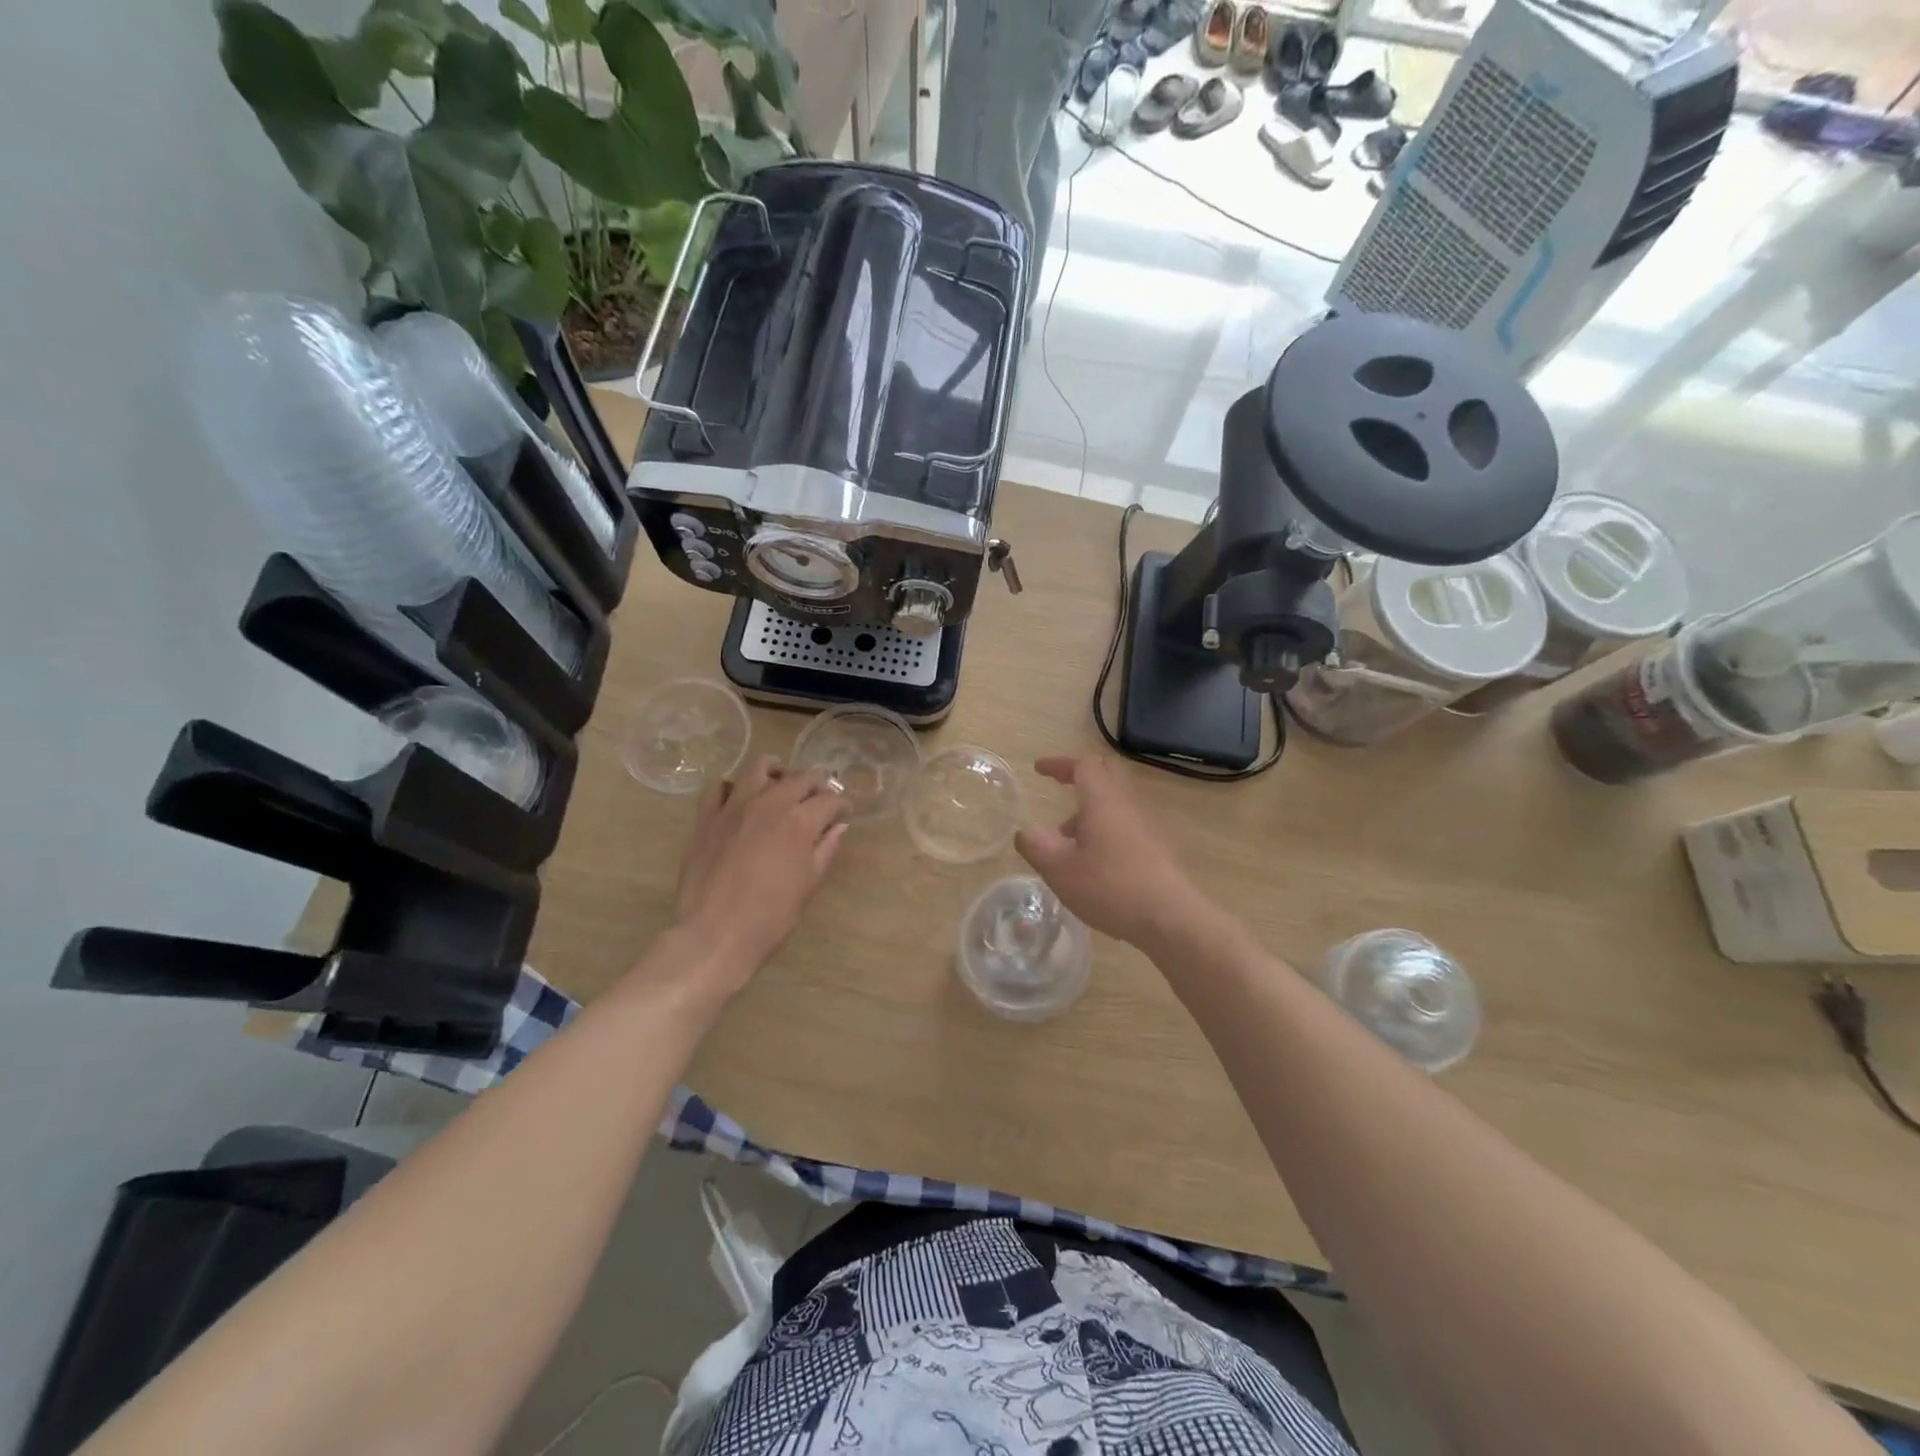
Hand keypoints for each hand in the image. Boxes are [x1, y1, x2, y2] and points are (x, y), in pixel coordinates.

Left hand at [669, 756, 849, 994]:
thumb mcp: (808, 885)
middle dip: (816, 784)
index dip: (842, 805)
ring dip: (776, 771)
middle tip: (819, 799)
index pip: (830, 800)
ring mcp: (734, 807)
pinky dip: (732, 786)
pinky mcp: (706, 817)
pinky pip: (717, 786)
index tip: (844, 813)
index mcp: (800, 822)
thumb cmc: (770, 917)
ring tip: (780, 784)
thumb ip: (825, 850)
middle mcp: (769, 804)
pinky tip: (739, 798)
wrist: (715, 935)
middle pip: (799, 777)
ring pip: (758, 767)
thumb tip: (838, 827)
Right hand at [1014, 755, 1212, 950]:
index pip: (1082, 764)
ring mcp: (1147, 823)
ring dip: (1092, 806)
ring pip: (1117, 798)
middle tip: (1060, 787)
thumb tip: (1026, 831)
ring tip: (1069, 838)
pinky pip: (1128, 820)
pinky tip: (1096, 859)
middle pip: (1107, 772)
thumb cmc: (1109, 887)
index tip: (1039, 770)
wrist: (1169, 917)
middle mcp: (1127, 802)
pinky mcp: (1159, 845)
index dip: (1059, 764)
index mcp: (1102, 799)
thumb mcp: (1059, 869)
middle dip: (1080, 775)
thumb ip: (1036, 845)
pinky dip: (1107, 825)